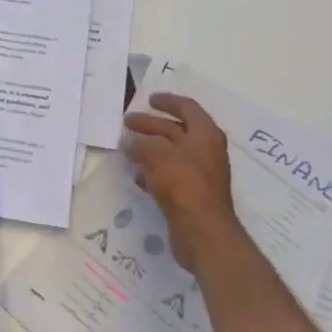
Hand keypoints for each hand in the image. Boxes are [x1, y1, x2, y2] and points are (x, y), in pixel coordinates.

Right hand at [124, 94, 238, 253]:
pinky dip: (153, 171)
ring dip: (149, 149)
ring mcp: (199, 174)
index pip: (187, 108)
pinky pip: (170, 175)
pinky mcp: (190, 194)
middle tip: (127, 123)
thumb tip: (129, 141)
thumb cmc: (184, 185)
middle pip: (176, 130)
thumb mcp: (159, 156)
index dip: (168, 101)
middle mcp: (205, 151)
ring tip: (126, 148)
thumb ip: (142, 144)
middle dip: (151, 125)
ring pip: (171, 154)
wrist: (203, 231)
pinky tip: (137, 175)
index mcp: (205, 135)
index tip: (149, 99)